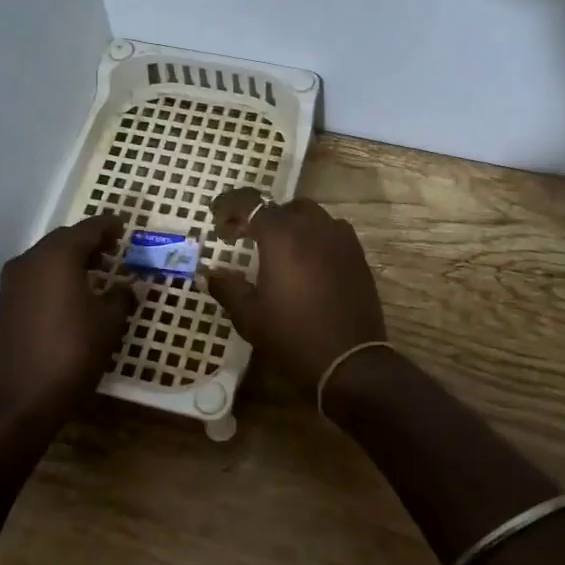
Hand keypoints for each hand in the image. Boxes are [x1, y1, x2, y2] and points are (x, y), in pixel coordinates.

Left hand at [0, 214, 136, 426]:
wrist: (22, 397)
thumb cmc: (73, 352)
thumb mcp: (109, 323)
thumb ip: (121, 297)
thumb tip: (129, 287)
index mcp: (58, 256)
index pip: (88, 229)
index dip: (109, 226)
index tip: (124, 226)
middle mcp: (30, 260)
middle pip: (64, 239)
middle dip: (90, 242)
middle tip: (114, 249)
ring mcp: (13, 282)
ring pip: (47, 258)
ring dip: (71, 259)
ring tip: (97, 272)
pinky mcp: (6, 303)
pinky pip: (36, 276)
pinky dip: (56, 276)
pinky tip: (73, 293)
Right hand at [204, 189, 386, 391]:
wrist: (350, 362)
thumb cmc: (292, 336)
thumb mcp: (249, 315)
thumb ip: (227, 287)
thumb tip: (208, 274)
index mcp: (282, 235)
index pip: (249, 202)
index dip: (228, 205)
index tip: (216, 220)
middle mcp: (313, 226)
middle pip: (281, 207)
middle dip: (258, 216)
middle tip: (241, 237)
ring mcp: (341, 239)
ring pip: (309, 216)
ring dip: (287, 225)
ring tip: (274, 249)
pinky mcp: (357, 255)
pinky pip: (330, 232)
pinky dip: (312, 237)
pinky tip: (304, 262)